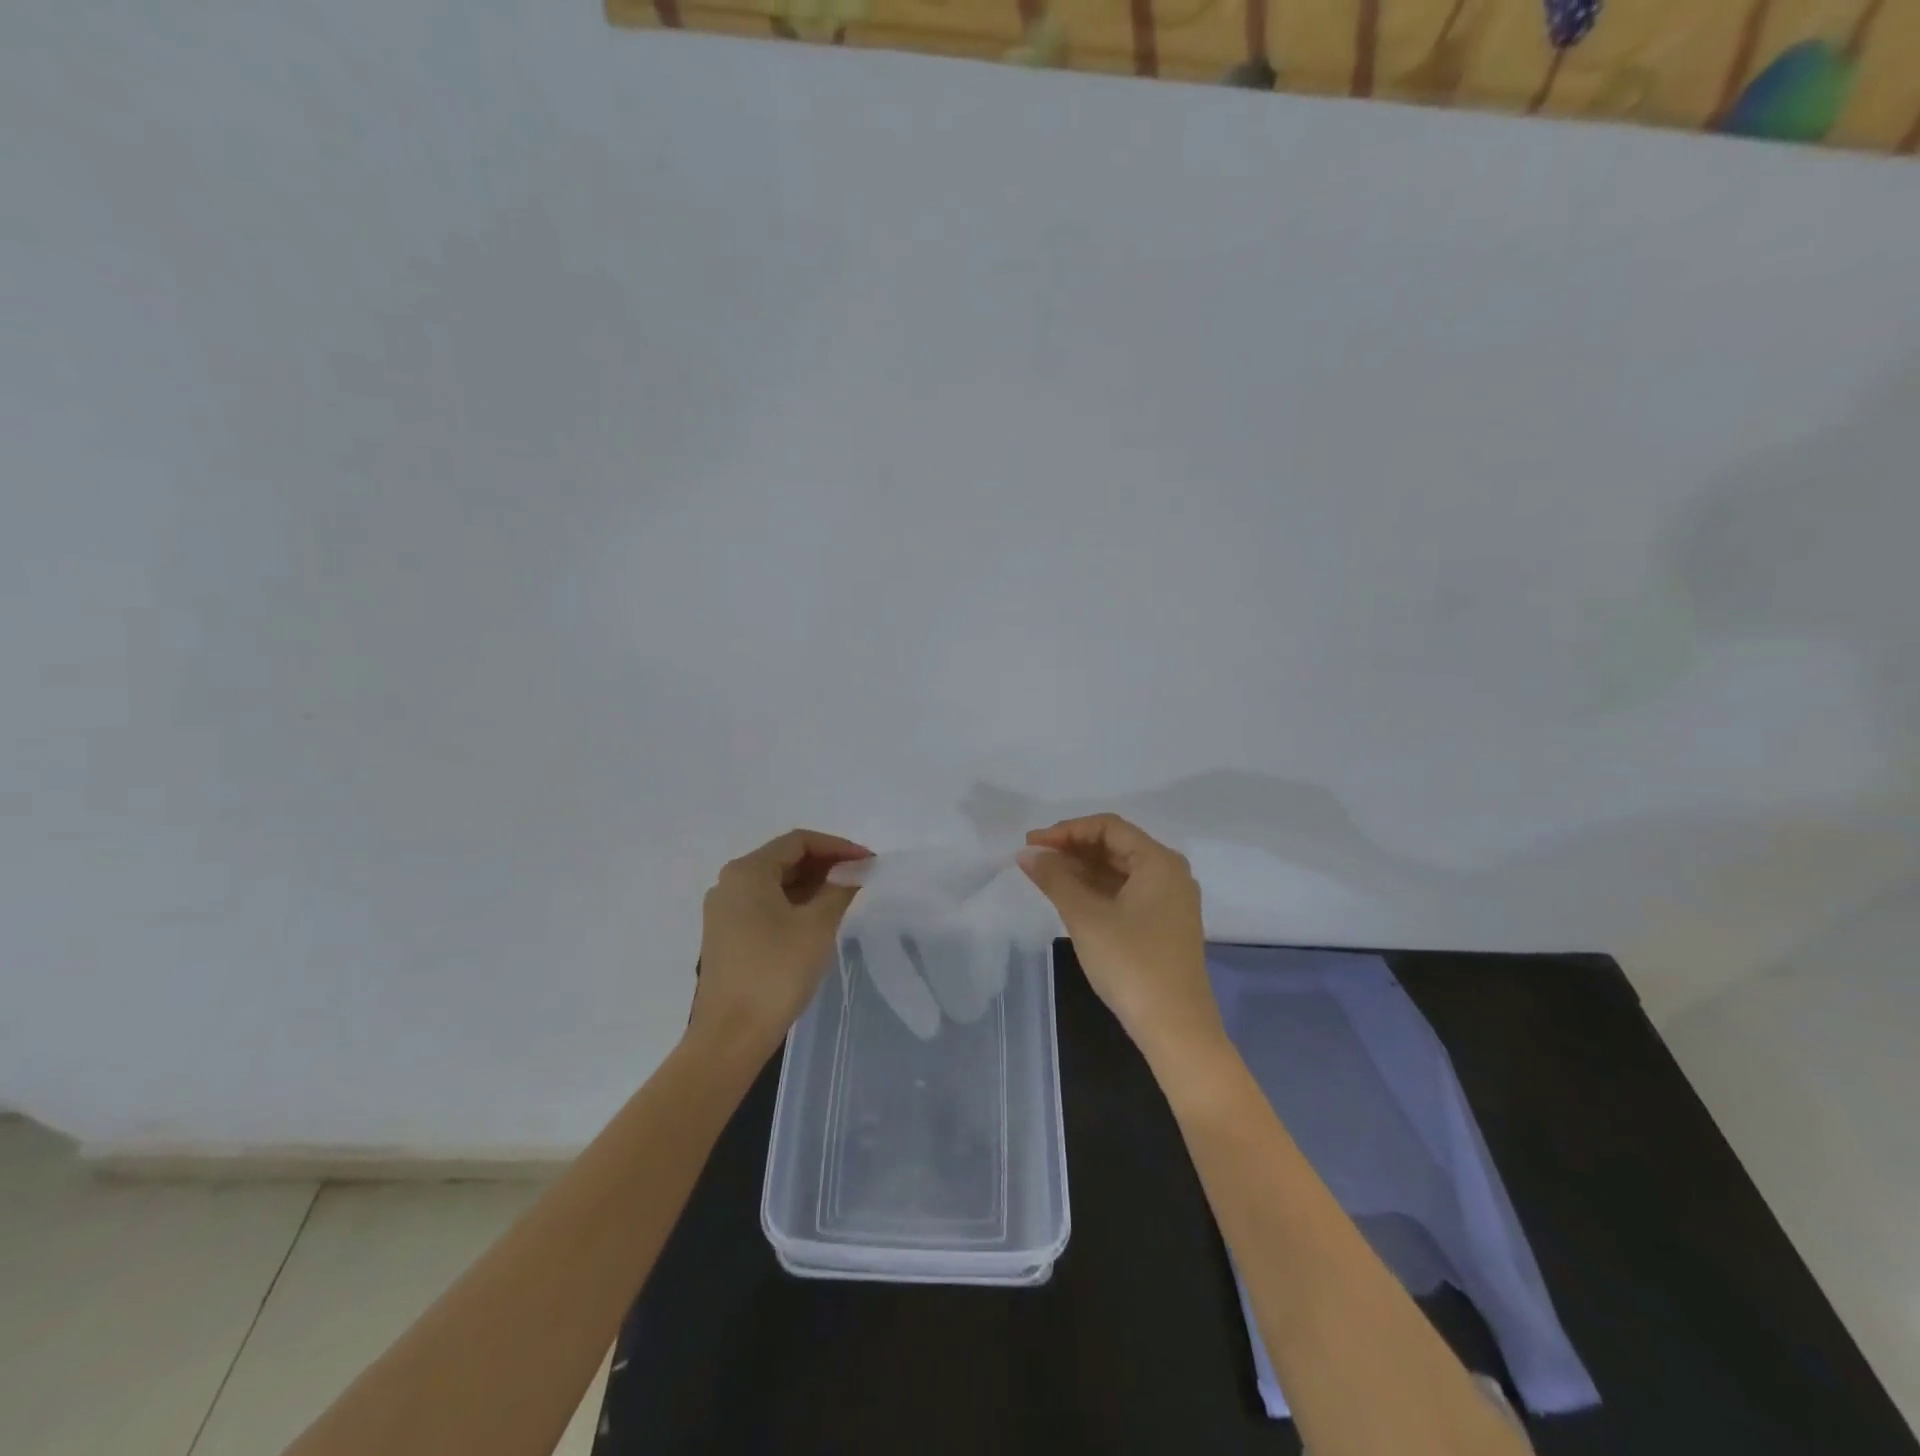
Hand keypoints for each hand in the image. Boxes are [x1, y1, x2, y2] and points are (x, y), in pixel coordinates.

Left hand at [691, 829, 871, 1060]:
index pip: (799, 841)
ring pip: (775, 883)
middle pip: (785, 859)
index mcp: (747, 871)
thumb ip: (839, 889)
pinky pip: (765, 905)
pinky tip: (818, 918)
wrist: (731, 1036)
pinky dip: (794, 904)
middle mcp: (729, 883)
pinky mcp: (726, 936)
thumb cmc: (776, 972)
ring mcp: (724, 911)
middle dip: (825, 864)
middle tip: (861, 878)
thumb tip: (854, 870)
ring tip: (845, 897)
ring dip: (811, 885)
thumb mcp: (817, 925)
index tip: (868, 862)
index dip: (837, 847)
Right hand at [1019, 814, 1224, 1065]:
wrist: (1176, 1029)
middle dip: (1073, 847)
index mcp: (1159, 861)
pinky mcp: (1164, 924)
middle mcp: (1170, 873)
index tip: (1032, 844)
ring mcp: (1170, 900)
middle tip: (1034, 859)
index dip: (1067, 830)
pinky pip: (1127, 891)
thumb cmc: (1131, 964)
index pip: (1108, 827)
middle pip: (1116, 845)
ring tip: (1045, 876)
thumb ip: (1055, 878)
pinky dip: (1097, 889)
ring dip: (1083, 868)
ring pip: (1120, 869)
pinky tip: (1070, 897)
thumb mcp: (1086, 917)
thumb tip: (1028, 853)